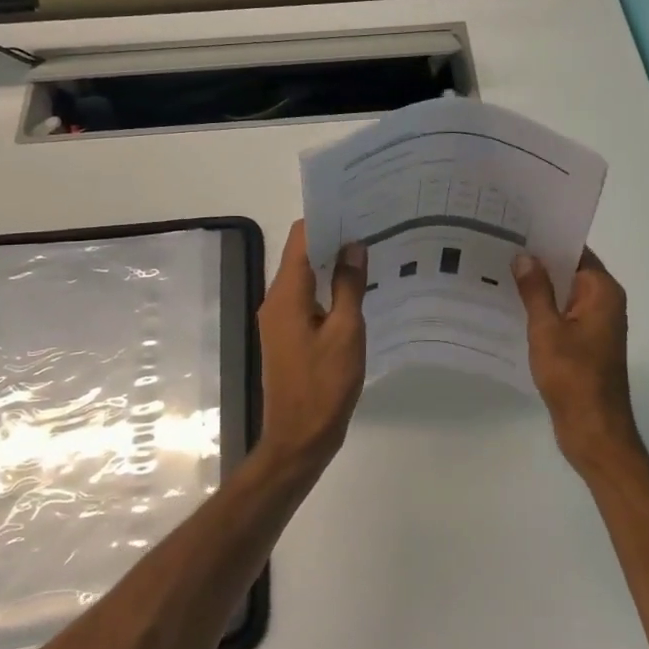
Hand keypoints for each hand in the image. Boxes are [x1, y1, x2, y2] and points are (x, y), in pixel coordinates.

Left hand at [257, 220, 367, 468]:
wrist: (299, 439)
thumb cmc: (324, 385)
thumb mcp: (346, 333)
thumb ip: (349, 286)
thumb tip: (353, 246)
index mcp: (286, 295)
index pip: (300, 238)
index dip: (326, 219)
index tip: (357, 208)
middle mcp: (275, 301)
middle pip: (301, 255)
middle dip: (333, 239)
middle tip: (372, 228)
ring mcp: (279, 320)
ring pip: (305, 278)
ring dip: (332, 265)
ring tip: (369, 254)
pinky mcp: (288, 337)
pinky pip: (307, 300)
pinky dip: (328, 290)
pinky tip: (357, 292)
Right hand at [513, 247, 645, 475]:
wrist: (593, 430)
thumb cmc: (573, 376)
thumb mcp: (547, 329)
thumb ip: (536, 291)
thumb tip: (525, 256)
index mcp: (602, 292)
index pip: (576, 251)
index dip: (548, 238)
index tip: (517, 227)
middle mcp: (604, 302)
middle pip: (570, 270)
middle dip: (539, 261)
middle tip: (499, 246)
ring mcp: (596, 325)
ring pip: (564, 294)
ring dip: (538, 287)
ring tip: (498, 271)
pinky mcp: (586, 344)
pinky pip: (563, 315)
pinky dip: (542, 309)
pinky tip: (512, 307)